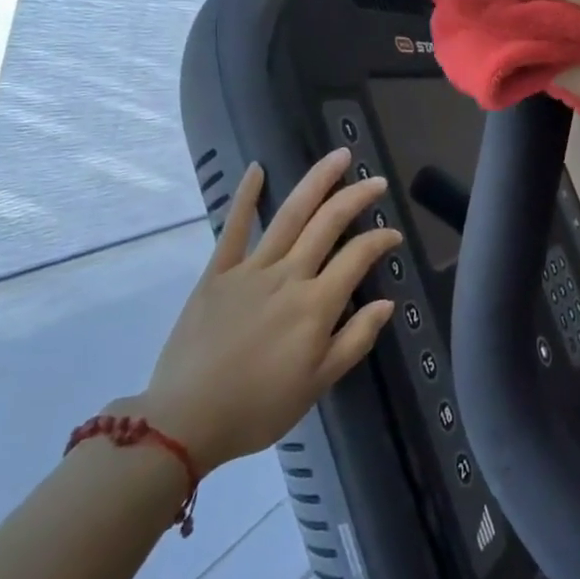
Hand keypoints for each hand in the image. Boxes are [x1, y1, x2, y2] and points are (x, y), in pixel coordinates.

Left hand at [138, 149, 397, 471]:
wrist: (184, 421)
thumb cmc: (258, 408)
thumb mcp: (318, 383)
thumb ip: (355, 339)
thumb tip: (386, 303)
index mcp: (316, 305)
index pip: (358, 257)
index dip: (380, 240)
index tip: (394, 235)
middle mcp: (288, 276)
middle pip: (328, 224)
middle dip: (357, 197)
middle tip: (377, 181)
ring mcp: (250, 270)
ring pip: (290, 215)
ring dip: (317, 182)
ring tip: (339, 157)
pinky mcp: (217, 273)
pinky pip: (233, 228)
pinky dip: (246, 197)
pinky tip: (258, 169)